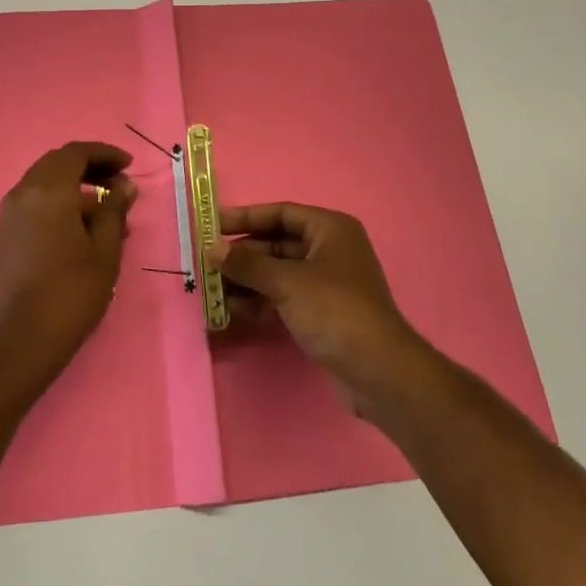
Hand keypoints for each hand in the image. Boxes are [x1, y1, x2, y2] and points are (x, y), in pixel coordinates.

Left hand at [0, 142, 135, 367]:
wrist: (22, 340)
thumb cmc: (72, 291)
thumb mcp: (105, 250)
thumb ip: (114, 211)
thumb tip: (123, 186)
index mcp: (48, 190)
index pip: (76, 153)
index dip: (105, 154)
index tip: (128, 165)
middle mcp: (23, 193)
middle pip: (57, 164)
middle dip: (90, 167)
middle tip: (118, 183)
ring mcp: (9, 214)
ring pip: (45, 184)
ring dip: (75, 187)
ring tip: (107, 213)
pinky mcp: (4, 235)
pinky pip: (34, 204)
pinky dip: (59, 203)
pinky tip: (81, 229)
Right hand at [213, 202, 428, 404]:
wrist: (378, 372)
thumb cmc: (334, 311)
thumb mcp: (287, 282)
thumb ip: (247, 264)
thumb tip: (211, 249)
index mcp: (330, 229)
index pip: (281, 213)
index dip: (245, 217)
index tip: (211, 225)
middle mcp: (330, 249)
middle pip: (277, 243)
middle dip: (243, 255)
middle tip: (207, 264)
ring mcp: (327, 282)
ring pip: (278, 272)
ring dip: (247, 280)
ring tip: (214, 291)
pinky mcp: (323, 312)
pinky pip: (285, 296)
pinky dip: (261, 300)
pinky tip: (235, 310)